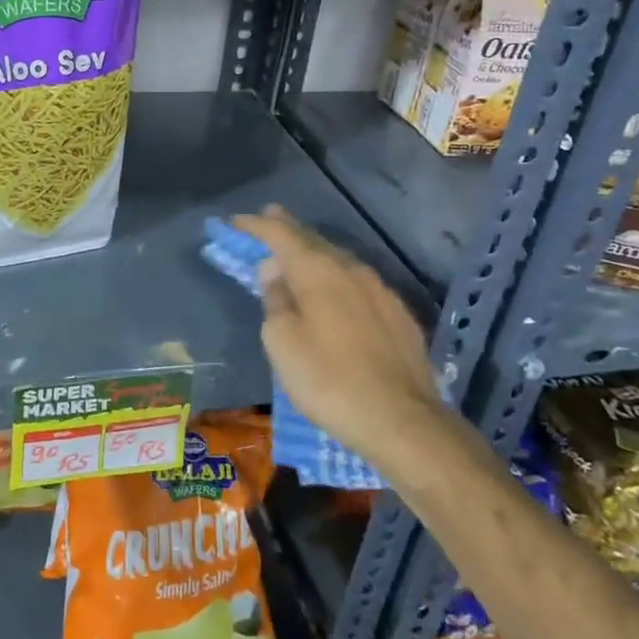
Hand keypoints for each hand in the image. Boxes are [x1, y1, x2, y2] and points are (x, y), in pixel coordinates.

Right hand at [234, 206, 445, 465]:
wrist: (402, 420)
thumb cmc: (328, 379)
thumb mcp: (282, 342)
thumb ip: (275, 299)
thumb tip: (275, 272)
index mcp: (318, 271)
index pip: (281, 234)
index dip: (256, 225)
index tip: (236, 220)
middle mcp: (351, 270)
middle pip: (314, 241)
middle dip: (288, 229)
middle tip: (269, 217)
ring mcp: (380, 291)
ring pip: (339, 261)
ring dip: (314, 254)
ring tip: (297, 255)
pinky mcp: (398, 315)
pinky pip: (358, 283)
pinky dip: (337, 278)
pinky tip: (334, 291)